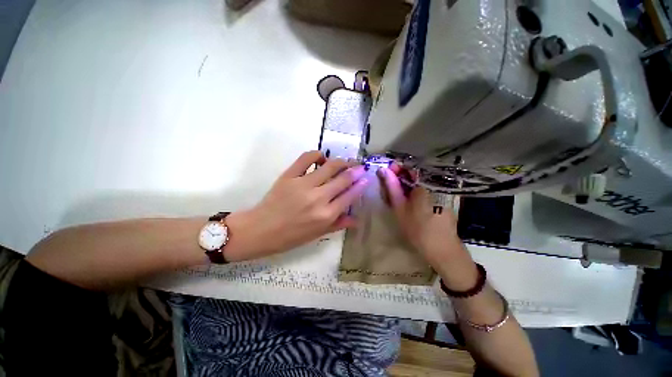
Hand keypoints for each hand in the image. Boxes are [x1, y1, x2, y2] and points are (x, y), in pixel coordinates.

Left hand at [225, 151, 367, 261]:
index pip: (350, 195)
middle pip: (343, 178)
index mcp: (326, 215)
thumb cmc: (290, 236)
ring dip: (341, 161)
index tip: (366, 177)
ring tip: (344, 161)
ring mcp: (303, 184)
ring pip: (329, 165)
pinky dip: (317, 155)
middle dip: (355, 169)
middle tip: (359, 166)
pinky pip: (306, 158)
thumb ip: (338, 225)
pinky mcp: (289, 176)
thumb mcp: (317, 235)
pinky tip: (321, 158)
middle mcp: (318, 198)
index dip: (361, 184)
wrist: (260, 230)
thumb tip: (356, 219)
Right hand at [377, 165, 477, 289]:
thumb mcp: (400, 207)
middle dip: (401, 175)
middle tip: (390, 185)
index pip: (410, 165)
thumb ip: (391, 187)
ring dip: (408, 182)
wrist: (442, 249)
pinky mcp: (444, 196)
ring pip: (421, 179)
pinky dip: (416, 188)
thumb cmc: (417, 229)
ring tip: (398, 192)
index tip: (387, 173)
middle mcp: (436, 182)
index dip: (397, 167)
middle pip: (416, 171)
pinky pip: (427, 186)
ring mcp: (442, 189)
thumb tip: (383, 170)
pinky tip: (410, 198)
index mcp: (425, 183)